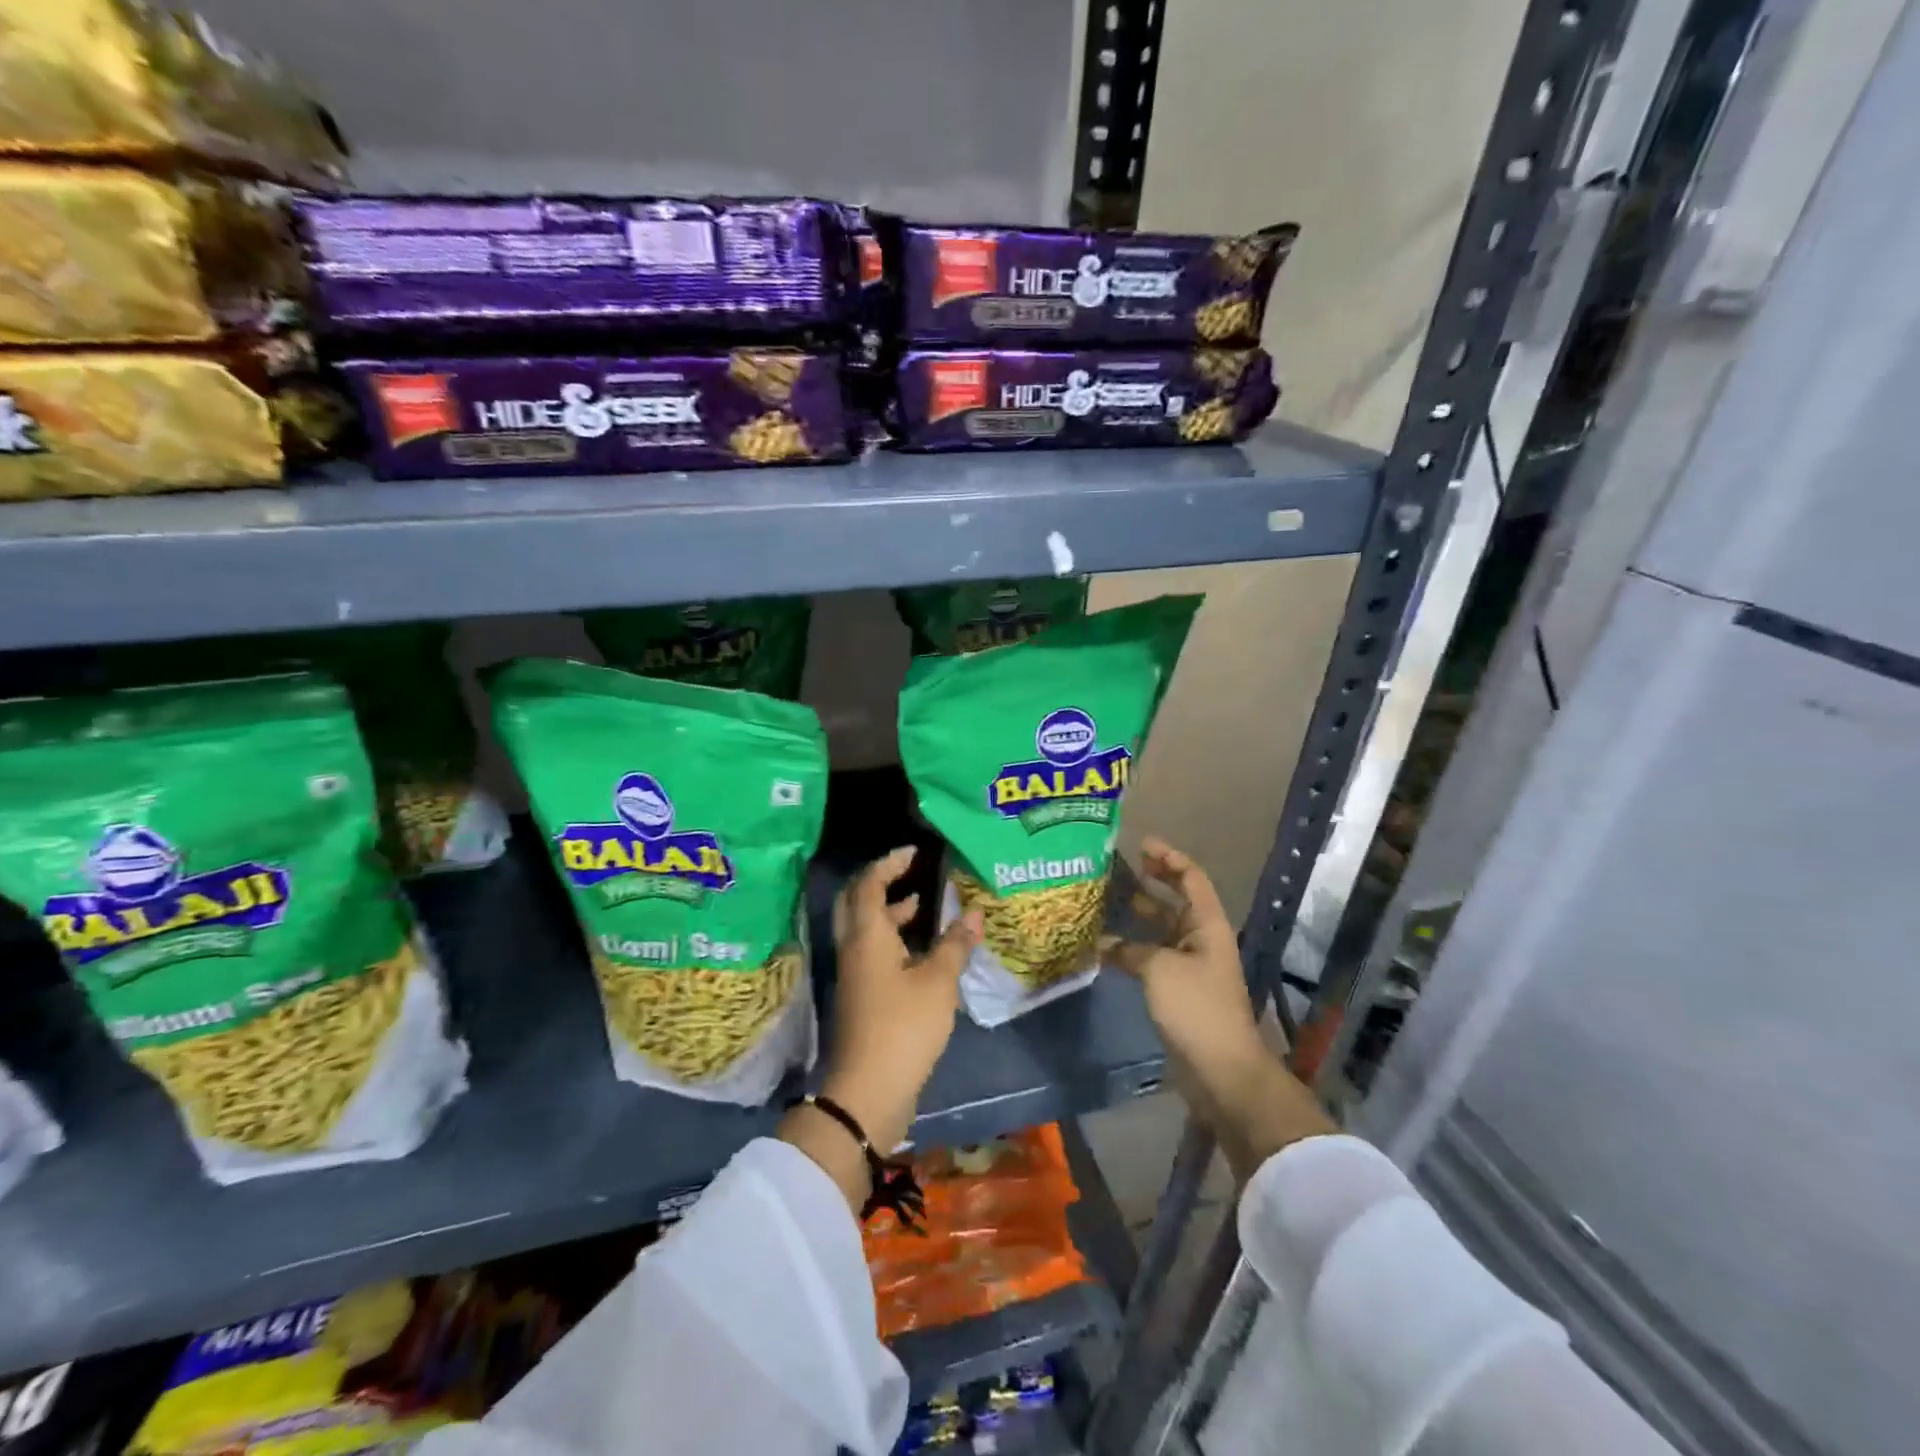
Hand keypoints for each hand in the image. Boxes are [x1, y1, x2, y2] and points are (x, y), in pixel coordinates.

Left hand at [822, 846, 982, 1154]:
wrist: (869, 1090)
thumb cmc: (904, 1027)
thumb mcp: (938, 982)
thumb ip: (955, 944)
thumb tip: (974, 912)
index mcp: (867, 936)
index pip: (870, 885)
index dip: (889, 864)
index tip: (914, 852)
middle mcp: (854, 948)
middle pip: (857, 902)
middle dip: (881, 882)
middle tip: (909, 870)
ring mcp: (855, 973)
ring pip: (865, 928)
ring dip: (888, 911)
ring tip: (921, 903)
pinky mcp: (862, 996)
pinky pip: (873, 950)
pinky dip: (893, 938)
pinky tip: (921, 948)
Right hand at [1102, 838, 1266, 1109]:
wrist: (1220, 1070)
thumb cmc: (1196, 1008)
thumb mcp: (1159, 969)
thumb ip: (1130, 949)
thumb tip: (1105, 943)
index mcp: (1206, 925)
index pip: (1191, 878)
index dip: (1169, 858)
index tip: (1141, 844)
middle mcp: (1200, 939)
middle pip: (1174, 901)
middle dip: (1149, 882)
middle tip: (1116, 868)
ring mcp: (1189, 965)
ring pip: (1160, 929)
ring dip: (1136, 916)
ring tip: (1103, 900)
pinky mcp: (1177, 990)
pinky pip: (1151, 956)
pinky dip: (1130, 948)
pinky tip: (1104, 945)